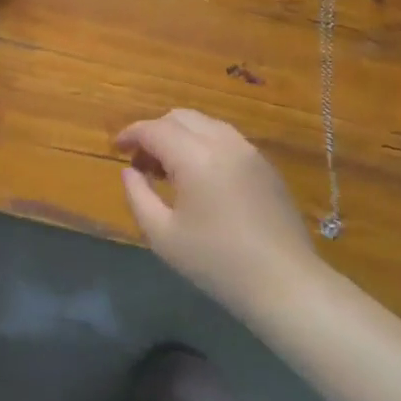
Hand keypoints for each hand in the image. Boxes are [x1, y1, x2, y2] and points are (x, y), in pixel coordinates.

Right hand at [117, 109, 320, 311]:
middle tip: (141, 161)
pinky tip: (199, 177)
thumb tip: (130, 172)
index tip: (116, 148)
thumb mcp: (162, 235)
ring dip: (180, 136)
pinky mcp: (266, 166)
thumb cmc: (216, 262)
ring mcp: (249, 152)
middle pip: (180, 117)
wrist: (285, 283)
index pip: (154, 129)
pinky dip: (203, 145)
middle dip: (155, 132)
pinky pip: (226, 139)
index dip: (130, 134)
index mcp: (196, 157)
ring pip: (205, 124)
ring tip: (168, 169)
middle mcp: (224, 143)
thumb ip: (138, 196)